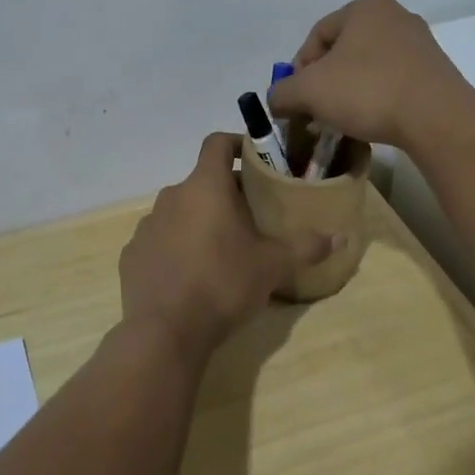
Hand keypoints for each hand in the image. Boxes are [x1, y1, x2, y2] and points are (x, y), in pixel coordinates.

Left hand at [119, 134, 336, 356]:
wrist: (165, 331)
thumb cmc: (223, 284)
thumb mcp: (273, 266)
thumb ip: (306, 247)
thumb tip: (342, 237)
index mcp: (204, 187)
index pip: (216, 143)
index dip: (236, 144)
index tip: (255, 160)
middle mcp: (171, 197)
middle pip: (201, 182)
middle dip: (225, 194)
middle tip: (250, 217)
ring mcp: (146, 225)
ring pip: (179, 212)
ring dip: (198, 221)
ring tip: (220, 250)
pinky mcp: (131, 254)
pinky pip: (159, 240)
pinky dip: (175, 248)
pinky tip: (189, 275)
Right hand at [266, 0, 471, 151]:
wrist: (436, 118)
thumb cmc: (367, 91)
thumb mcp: (309, 91)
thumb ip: (282, 93)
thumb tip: (277, 101)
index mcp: (365, 7)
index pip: (317, 36)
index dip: (298, 70)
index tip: (296, 100)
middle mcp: (395, 16)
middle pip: (343, 52)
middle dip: (324, 83)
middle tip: (315, 112)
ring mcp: (420, 44)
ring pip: (368, 68)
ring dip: (349, 93)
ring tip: (342, 121)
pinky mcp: (435, 72)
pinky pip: (392, 82)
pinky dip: (376, 100)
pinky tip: (371, 122)